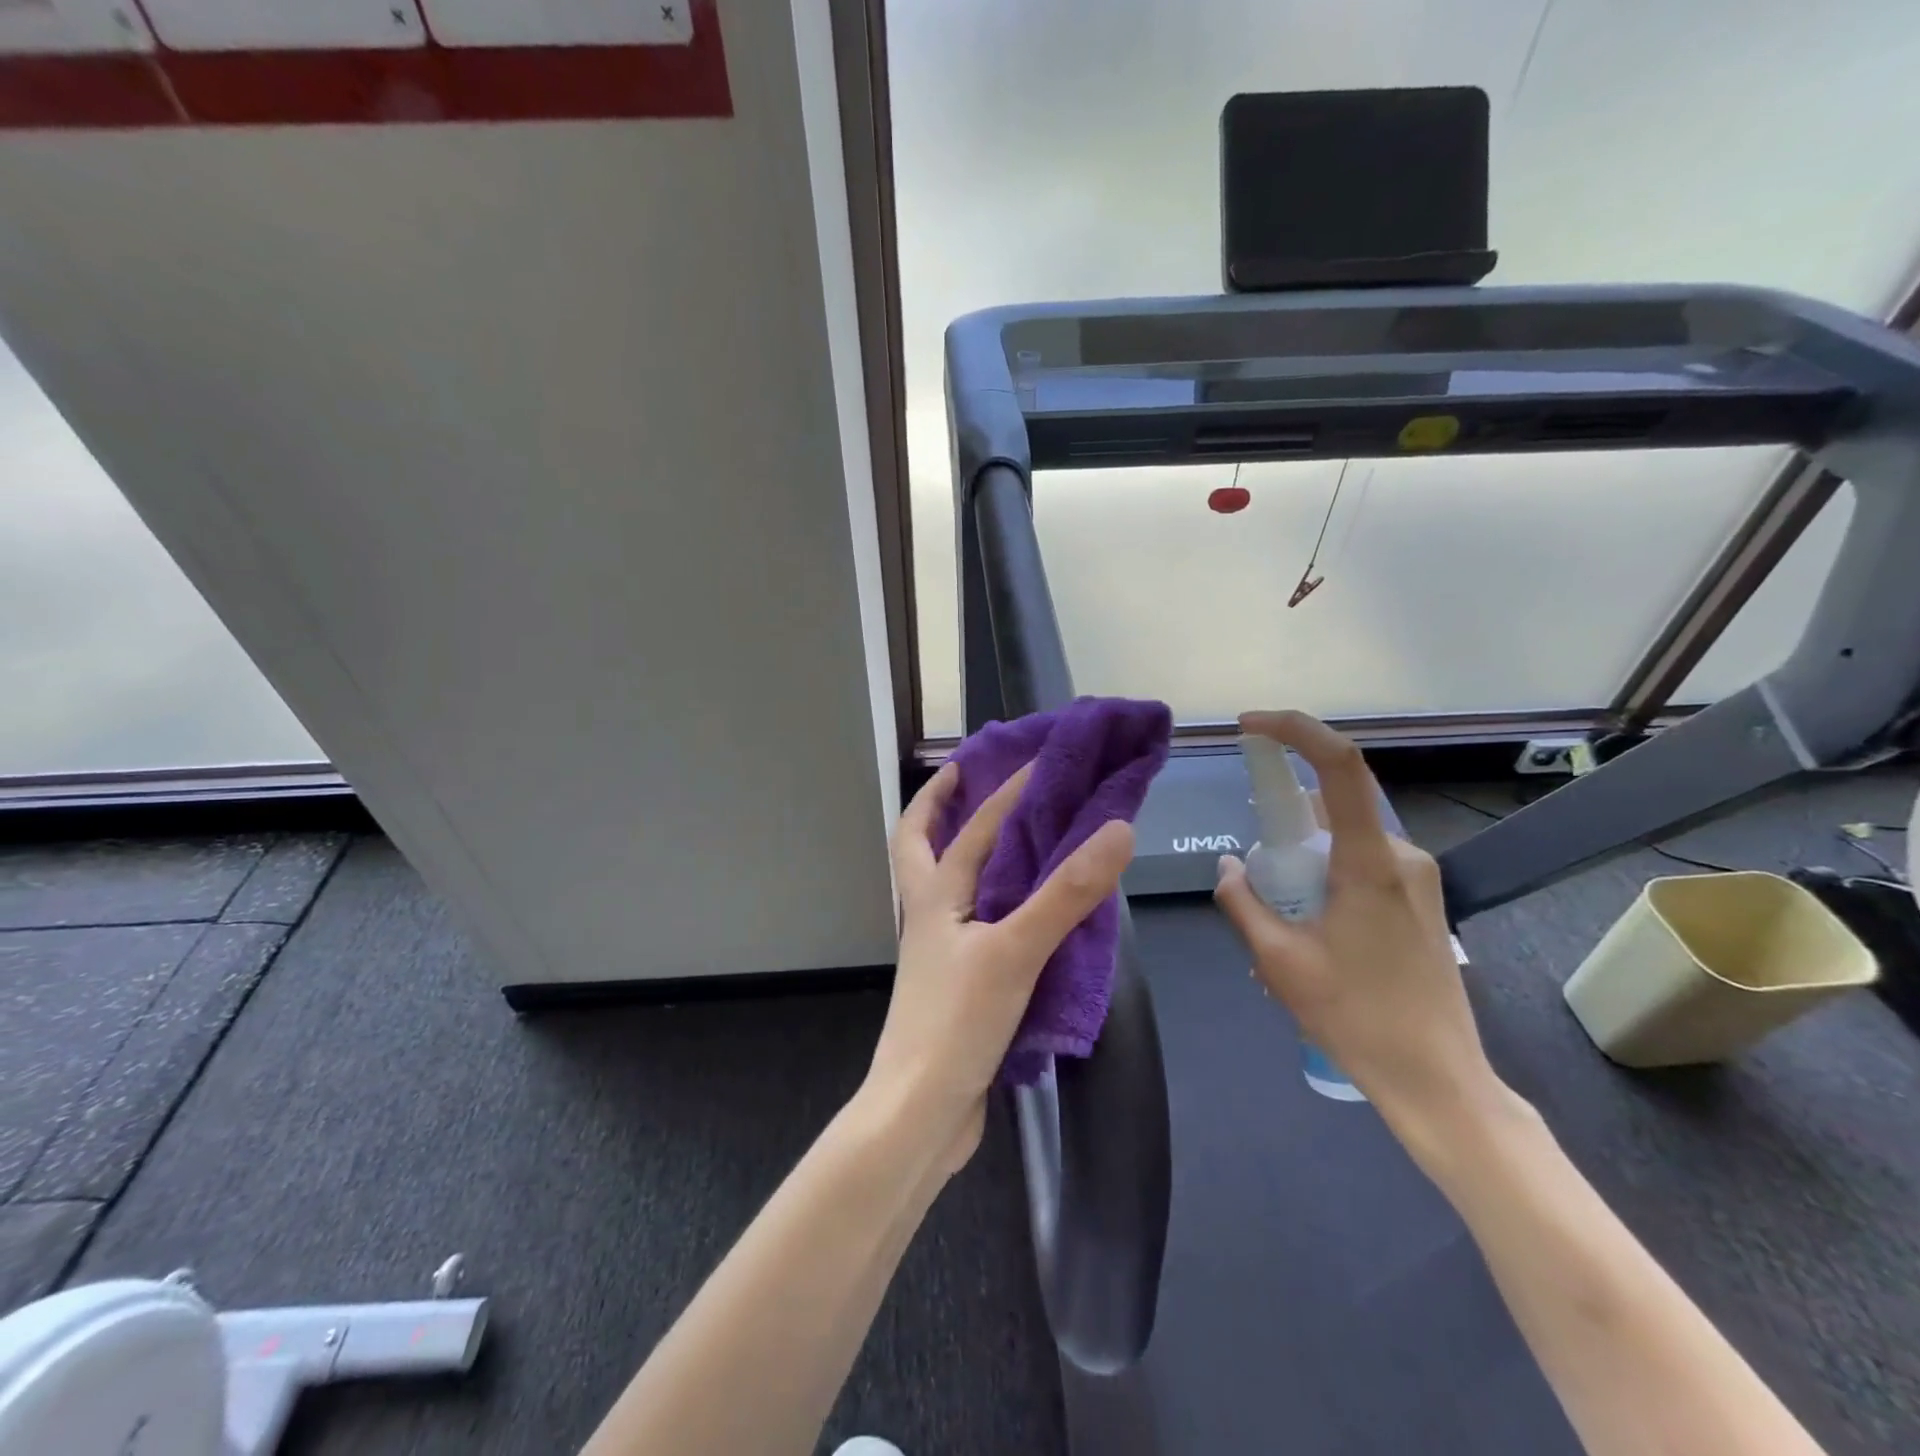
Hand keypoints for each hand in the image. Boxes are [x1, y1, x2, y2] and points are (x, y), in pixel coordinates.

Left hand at [865, 760, 1135, 1173]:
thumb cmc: (958, 1022)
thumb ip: (1066, 893)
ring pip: (943, 886)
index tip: (1037, 762)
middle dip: (937, 806)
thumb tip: (1116, 828)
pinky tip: (1021, 914)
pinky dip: (989, 903)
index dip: (1003, 792)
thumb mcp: (1016, 950)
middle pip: (918, 846)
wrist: (920, 1113)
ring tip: (1003, 837)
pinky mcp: (955, 985)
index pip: (972, 828)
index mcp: (935, 897)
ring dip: (962, 851)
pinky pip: (970, 925)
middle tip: (965, 776)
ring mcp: (938, 952)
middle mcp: (929, 916)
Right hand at [1212, 711, 1502, 1146]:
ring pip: (1343, 838)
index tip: (1250, 727)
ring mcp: (1417, 877)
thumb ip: (1242, 901)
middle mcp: (1400, 855)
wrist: (1437, 1079)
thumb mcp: (1278, 961)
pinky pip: (1360, 862)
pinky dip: (1324, 874)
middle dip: (1282, 824)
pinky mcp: (1421, 900)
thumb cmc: (1355, 1017)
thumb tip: (1227, 864)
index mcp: (1369, 862)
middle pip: (1331, 806)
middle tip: (1256, 876)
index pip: (1340, 766)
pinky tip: (1310, 928)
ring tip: (1282, 919)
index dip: (1295, 731)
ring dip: (1303, 857)